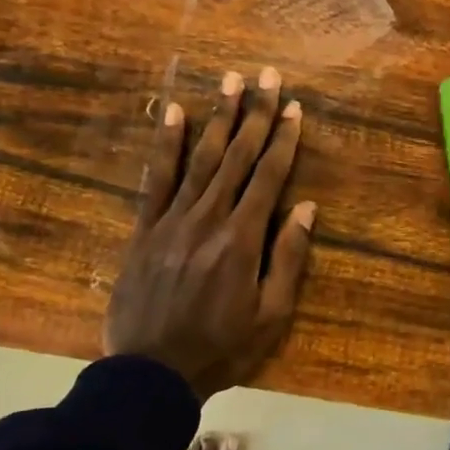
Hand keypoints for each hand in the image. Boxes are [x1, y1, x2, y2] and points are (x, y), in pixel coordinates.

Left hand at [106, 67, 316, 398]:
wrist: (150, 373)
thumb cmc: (221, 348)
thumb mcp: (270, 316)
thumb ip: (288, 258)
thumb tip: (305, 207)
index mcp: (242, 238)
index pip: (268, 176)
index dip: (283, 138)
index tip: (294, 107)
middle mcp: (208, 218)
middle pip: (237, 156)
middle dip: (255, 113)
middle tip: (267, 75)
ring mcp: (172, 220)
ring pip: (201, 158)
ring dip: (218, 117)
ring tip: (230, 81)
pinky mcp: (144, 229)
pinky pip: (157, 178)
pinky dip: (167, 144)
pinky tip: (175, 114)